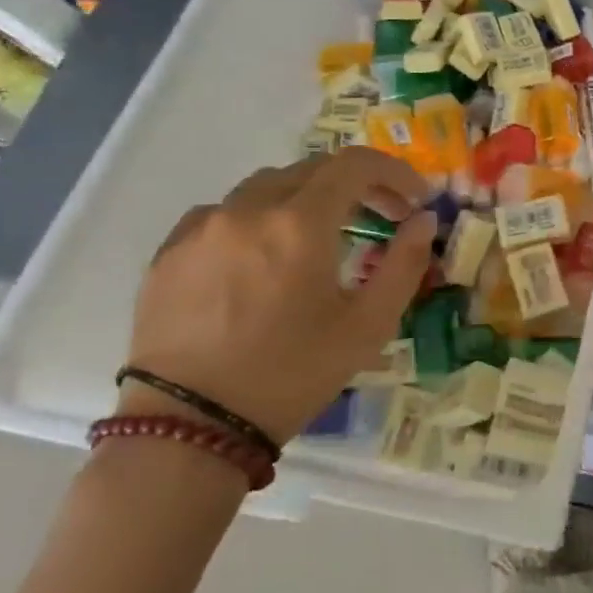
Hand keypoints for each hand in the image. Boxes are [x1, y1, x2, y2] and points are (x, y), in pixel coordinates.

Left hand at [123, 148, 434, 443]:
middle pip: (313, 169)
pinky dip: (259, 218)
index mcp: (300, 223)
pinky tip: (264, 256)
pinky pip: (225, 213)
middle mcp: (248, 209)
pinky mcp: (169, 252)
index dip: (394, 172)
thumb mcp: (368, 325)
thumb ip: (404, 263)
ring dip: (307, 198)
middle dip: (358, 185)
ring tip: (324, 236)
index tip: (415, 199)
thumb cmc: (291, 374)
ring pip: (267, 187)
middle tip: (383, 217)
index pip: (355, 164)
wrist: (188, 428)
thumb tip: (423, 221)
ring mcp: (201, 227)